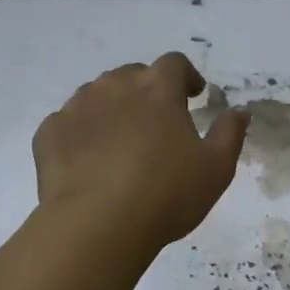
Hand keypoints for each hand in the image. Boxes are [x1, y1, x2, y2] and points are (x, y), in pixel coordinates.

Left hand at [33, 52, 247, 250]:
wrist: (97, 225)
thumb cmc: (166, 195)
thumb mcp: (216, 169)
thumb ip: (230, 133)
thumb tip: (240, 111)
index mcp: (157, 89)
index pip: (174, 63)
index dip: (185, 76)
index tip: (192, 95)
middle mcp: (114, 86)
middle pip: (133, 75)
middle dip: (147, 91)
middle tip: (157, 122)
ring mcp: (77, 107)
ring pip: (97, 95)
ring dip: (112, 108)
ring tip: (120, 141)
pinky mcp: (49, 133)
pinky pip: (68, 123)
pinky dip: (81, 133)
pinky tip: (87, 160)